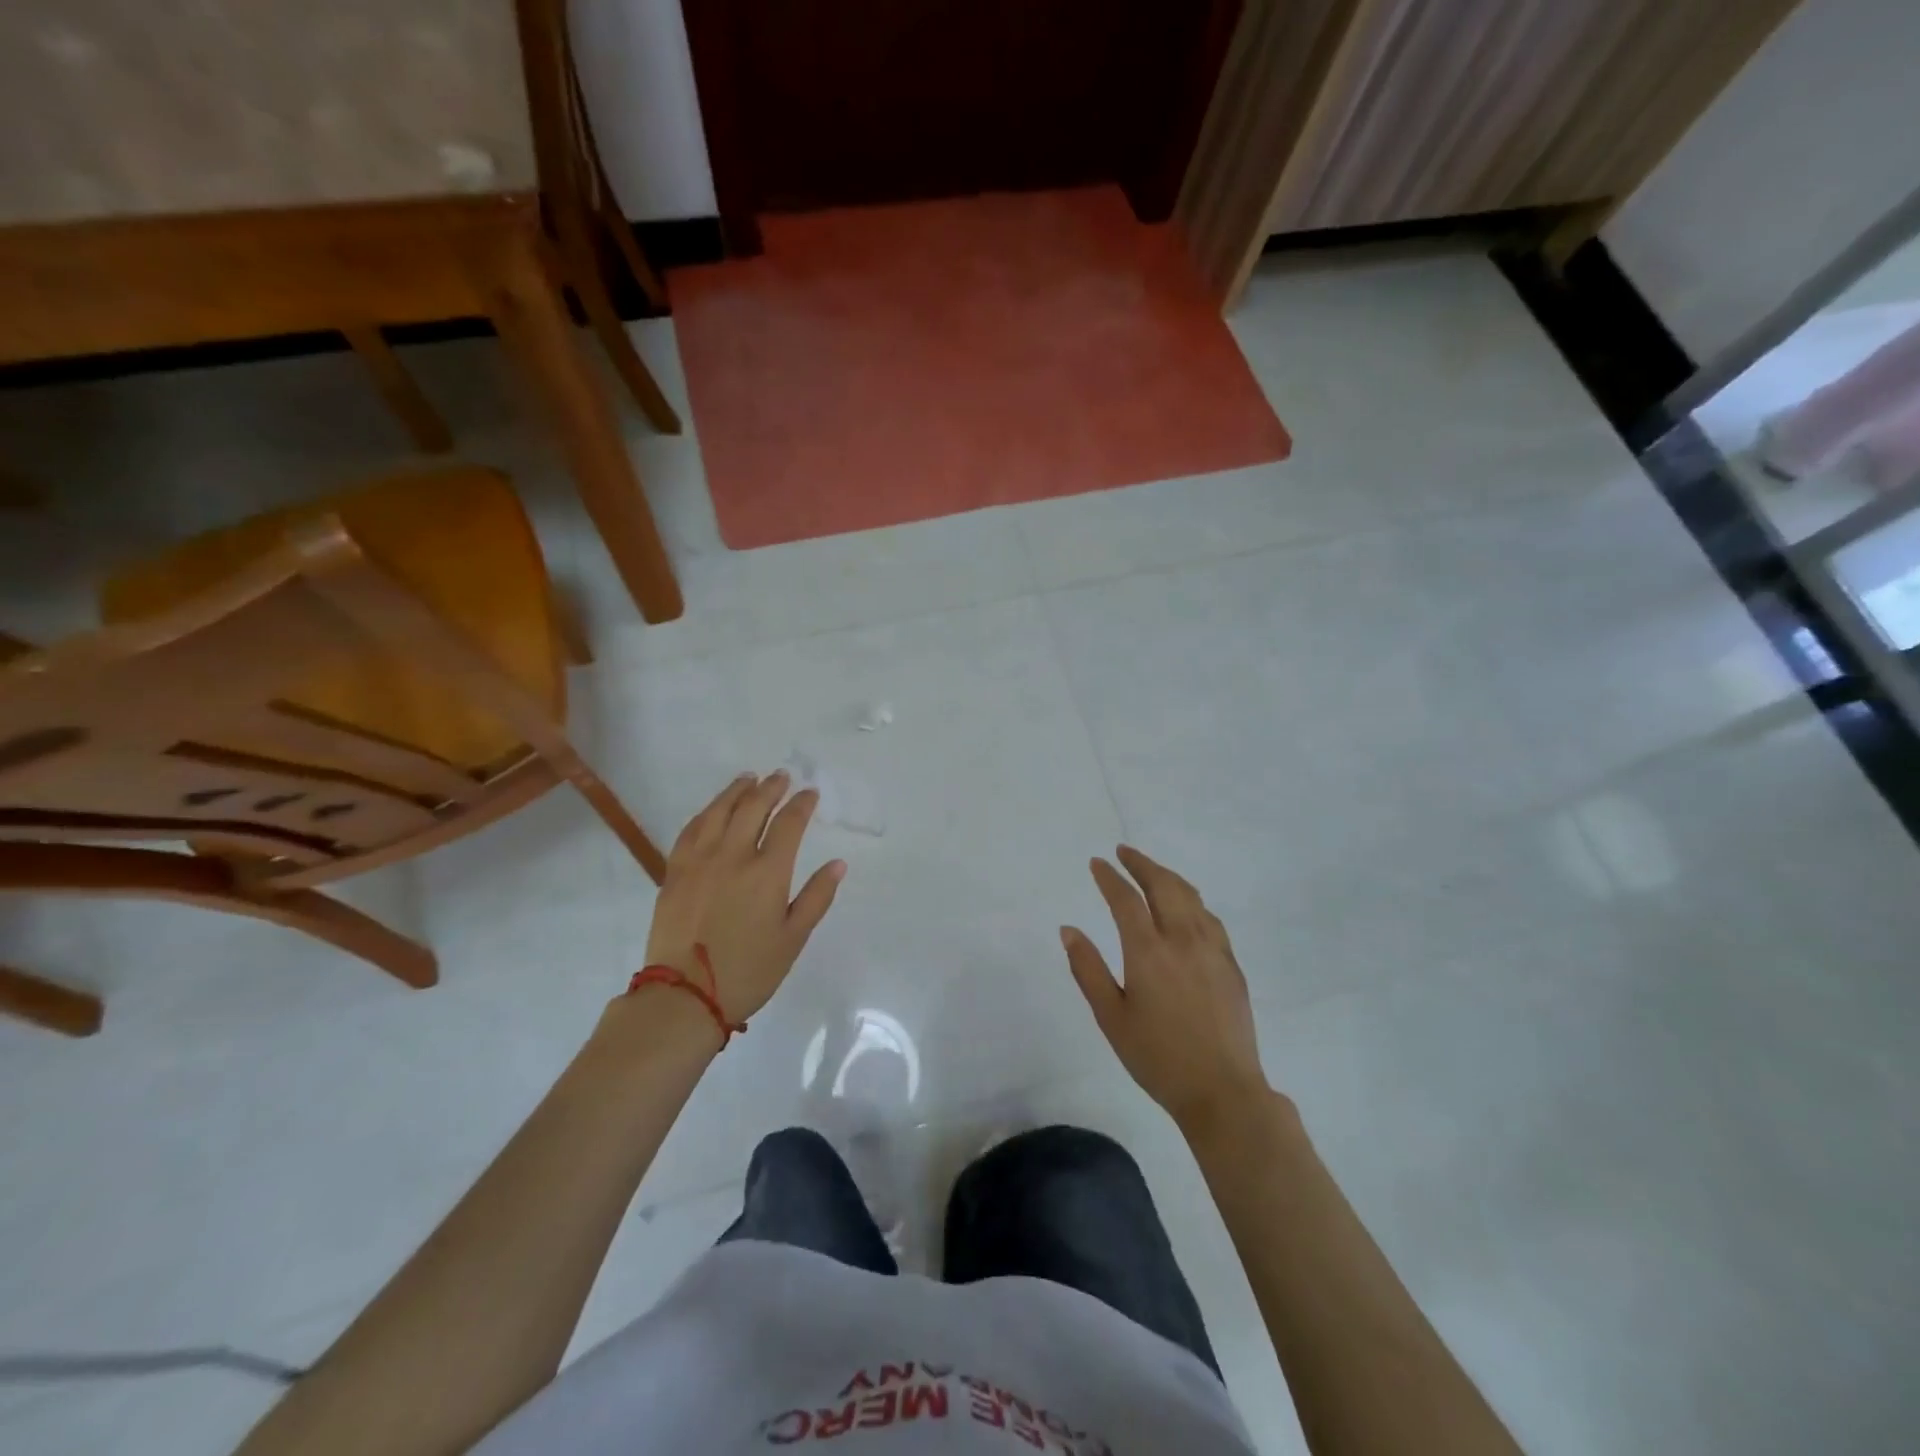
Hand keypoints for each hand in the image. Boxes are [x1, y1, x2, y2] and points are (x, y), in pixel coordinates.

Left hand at [643, 771, 845, 1021]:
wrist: (684, 996)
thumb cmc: (748, 971)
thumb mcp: (793, 938)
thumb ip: (816, 897)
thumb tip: (837, 863)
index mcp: (767, 872)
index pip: (789, 824)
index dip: (802, 804)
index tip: (810, 794)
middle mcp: (733, 856)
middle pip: (753, 808)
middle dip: (770, 788)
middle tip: (781, 776)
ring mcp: (699, 861)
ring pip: (718, 812)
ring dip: (736, 791)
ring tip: (748, 779)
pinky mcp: (674, 872)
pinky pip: (690, 830)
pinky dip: (705, 813)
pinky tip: (712, 810)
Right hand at [1062, 846, 1269, 1133]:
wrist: (1222, 1091)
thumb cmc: (1157, 1057)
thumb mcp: (1111, 1017)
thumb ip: (1088, 969)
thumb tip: (1068, 930)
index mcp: (1149, 952)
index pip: (1126, 900)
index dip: (1110, 877)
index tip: (1097, 863)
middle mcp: (1183, 939)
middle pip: (1163, 885)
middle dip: (1142, 864)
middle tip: (1124, 852)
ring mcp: (1212, 950)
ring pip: (1191, 897)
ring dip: (1168, 877)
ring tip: (1151, 872)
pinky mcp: (1231, 965)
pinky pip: (1209, 918)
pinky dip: (1191, 901)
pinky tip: (1186, 908)